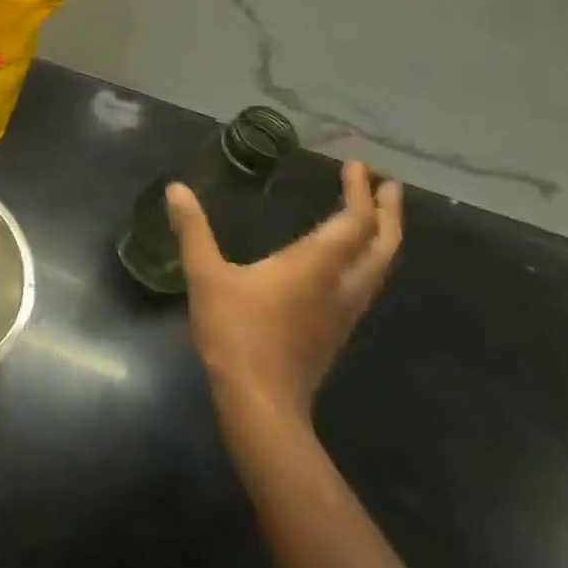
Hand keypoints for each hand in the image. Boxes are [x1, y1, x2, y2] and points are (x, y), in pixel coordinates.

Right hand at [167, 160, 401, 424]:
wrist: (261, 400)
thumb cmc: (235, 331)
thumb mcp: (205, 275)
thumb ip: (193, 230)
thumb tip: (177, 189)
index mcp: (314, 267)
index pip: (353, 223)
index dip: (359, 193)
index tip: (357, 167)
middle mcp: (340, 286)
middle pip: (382, 246)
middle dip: (389, 213)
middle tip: (388, 186)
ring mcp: (343, 312)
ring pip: (379, 268)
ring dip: (383, 237)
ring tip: (377, 217)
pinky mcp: (336, 330)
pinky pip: (365, 284)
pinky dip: (368, 259)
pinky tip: (348, 261)